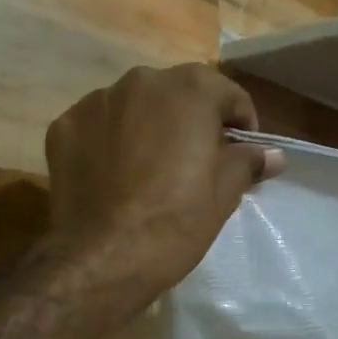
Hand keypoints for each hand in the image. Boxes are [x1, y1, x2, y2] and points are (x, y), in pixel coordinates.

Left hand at [43, 65, 284, 300]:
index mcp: (190, 89)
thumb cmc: (177, 221)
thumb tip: (272, 155)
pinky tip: (115, 175)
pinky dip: (110, 140)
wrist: (103, 258)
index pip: (228, 95)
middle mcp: (142, 81)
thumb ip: (248, 162)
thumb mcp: (224, 193)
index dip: (241, 125)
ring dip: (149, 126)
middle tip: (197, 161)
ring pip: (136, 106)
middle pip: (179, 94)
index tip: (241, 154)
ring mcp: (97, 100)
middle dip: (192, 120)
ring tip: (151, 168)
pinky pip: (99, 125)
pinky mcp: (64, 126)